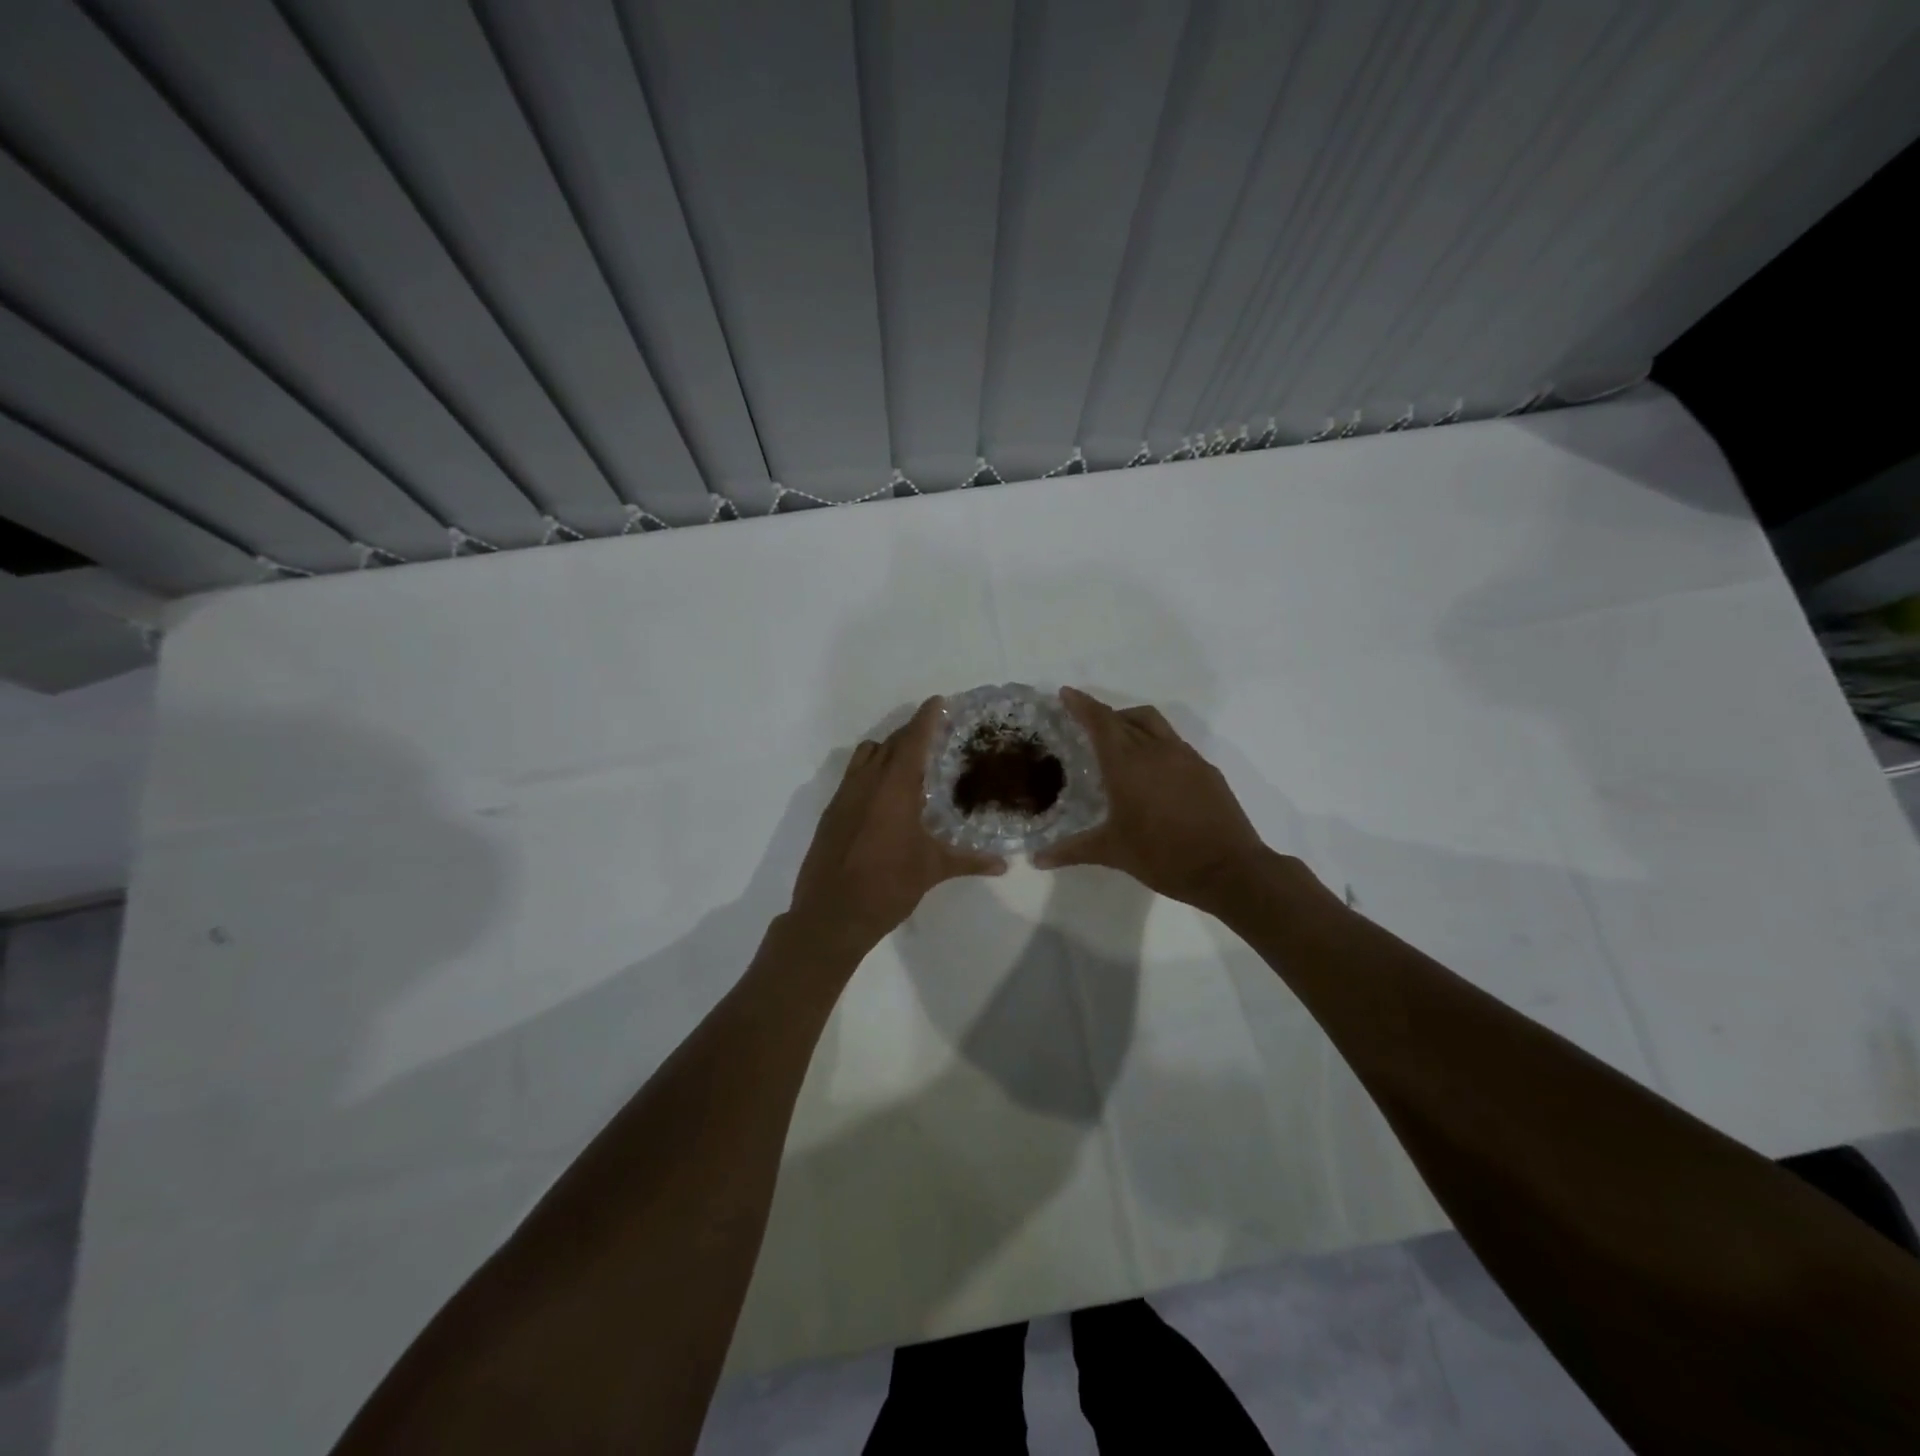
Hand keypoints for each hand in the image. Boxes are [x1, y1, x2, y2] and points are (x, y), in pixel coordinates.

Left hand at [790, 697, 1006, 946]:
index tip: (941, 702)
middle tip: (937, 735)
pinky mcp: (831, 812)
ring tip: (911, 764)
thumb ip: (969, 860)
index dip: (928, 718)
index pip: (913, 739)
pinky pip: (854, 776)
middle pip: (891, 742)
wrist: (830, 915)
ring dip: (888, 750)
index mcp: (894, 787)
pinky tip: (886, 796)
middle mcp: (867, 781)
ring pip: (867, 755)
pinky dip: (871, 771)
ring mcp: (844, 795)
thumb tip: (1003, 863)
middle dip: (913, 733)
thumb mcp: (931, 870)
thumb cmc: (887, 886)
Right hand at [1035, 688, 1269, 910]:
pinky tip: (1152, 769)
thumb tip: (1036, 860)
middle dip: (1103, 714)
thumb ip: (1072, 851)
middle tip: (1085, 722)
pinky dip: (1155, 742)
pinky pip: (1174, 743)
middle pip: (1125, 717)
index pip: (1100, 722)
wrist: (1228, 869)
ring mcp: (1185, 757)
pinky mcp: (1205, 769)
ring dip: (1131, 722)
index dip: (1082, 704)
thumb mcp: (1113, 852)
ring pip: (1153, 723)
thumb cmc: (1163, 857)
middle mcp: (1156, 750)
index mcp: (1127, 764)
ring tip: (1118, 740)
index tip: (1066, 693)